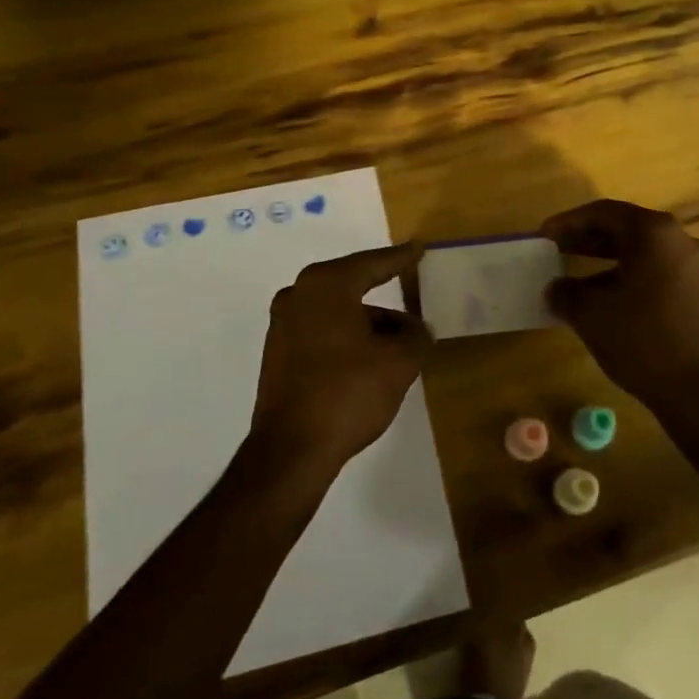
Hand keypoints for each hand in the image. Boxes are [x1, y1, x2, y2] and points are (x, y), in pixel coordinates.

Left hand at [250, 243, 431, 473]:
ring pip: (338, 312)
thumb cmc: (348, 392)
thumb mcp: (399, 362)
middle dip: (385, 296)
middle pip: (352, 286)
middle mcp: (299, 295)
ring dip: (369, 323)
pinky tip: (371, 359)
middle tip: (412, 294)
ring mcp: (283, 325)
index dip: (400, 258)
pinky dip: (348, 338)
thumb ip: (416, 336)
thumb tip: (418, 329)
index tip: (419, 249)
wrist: (292, 449)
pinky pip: (322, 332)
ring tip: (401, 343)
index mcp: (326, 285)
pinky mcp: (279, 353)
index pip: (372, 263)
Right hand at [542, 200, 698, 408]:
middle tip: (558, 250)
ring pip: (645, 253)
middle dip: (589, 239)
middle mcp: (682, 241)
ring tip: (580, 278)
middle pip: (627, 229)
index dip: (569, 222)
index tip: (545, 235)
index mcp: (655, 233)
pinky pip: (661, 273)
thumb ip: (565, 292)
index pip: (604, 212)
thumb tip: (556, 288)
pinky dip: (633, 277)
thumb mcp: (589, 314)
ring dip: (610, 260)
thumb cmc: (642, 340)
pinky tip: (614, 301)